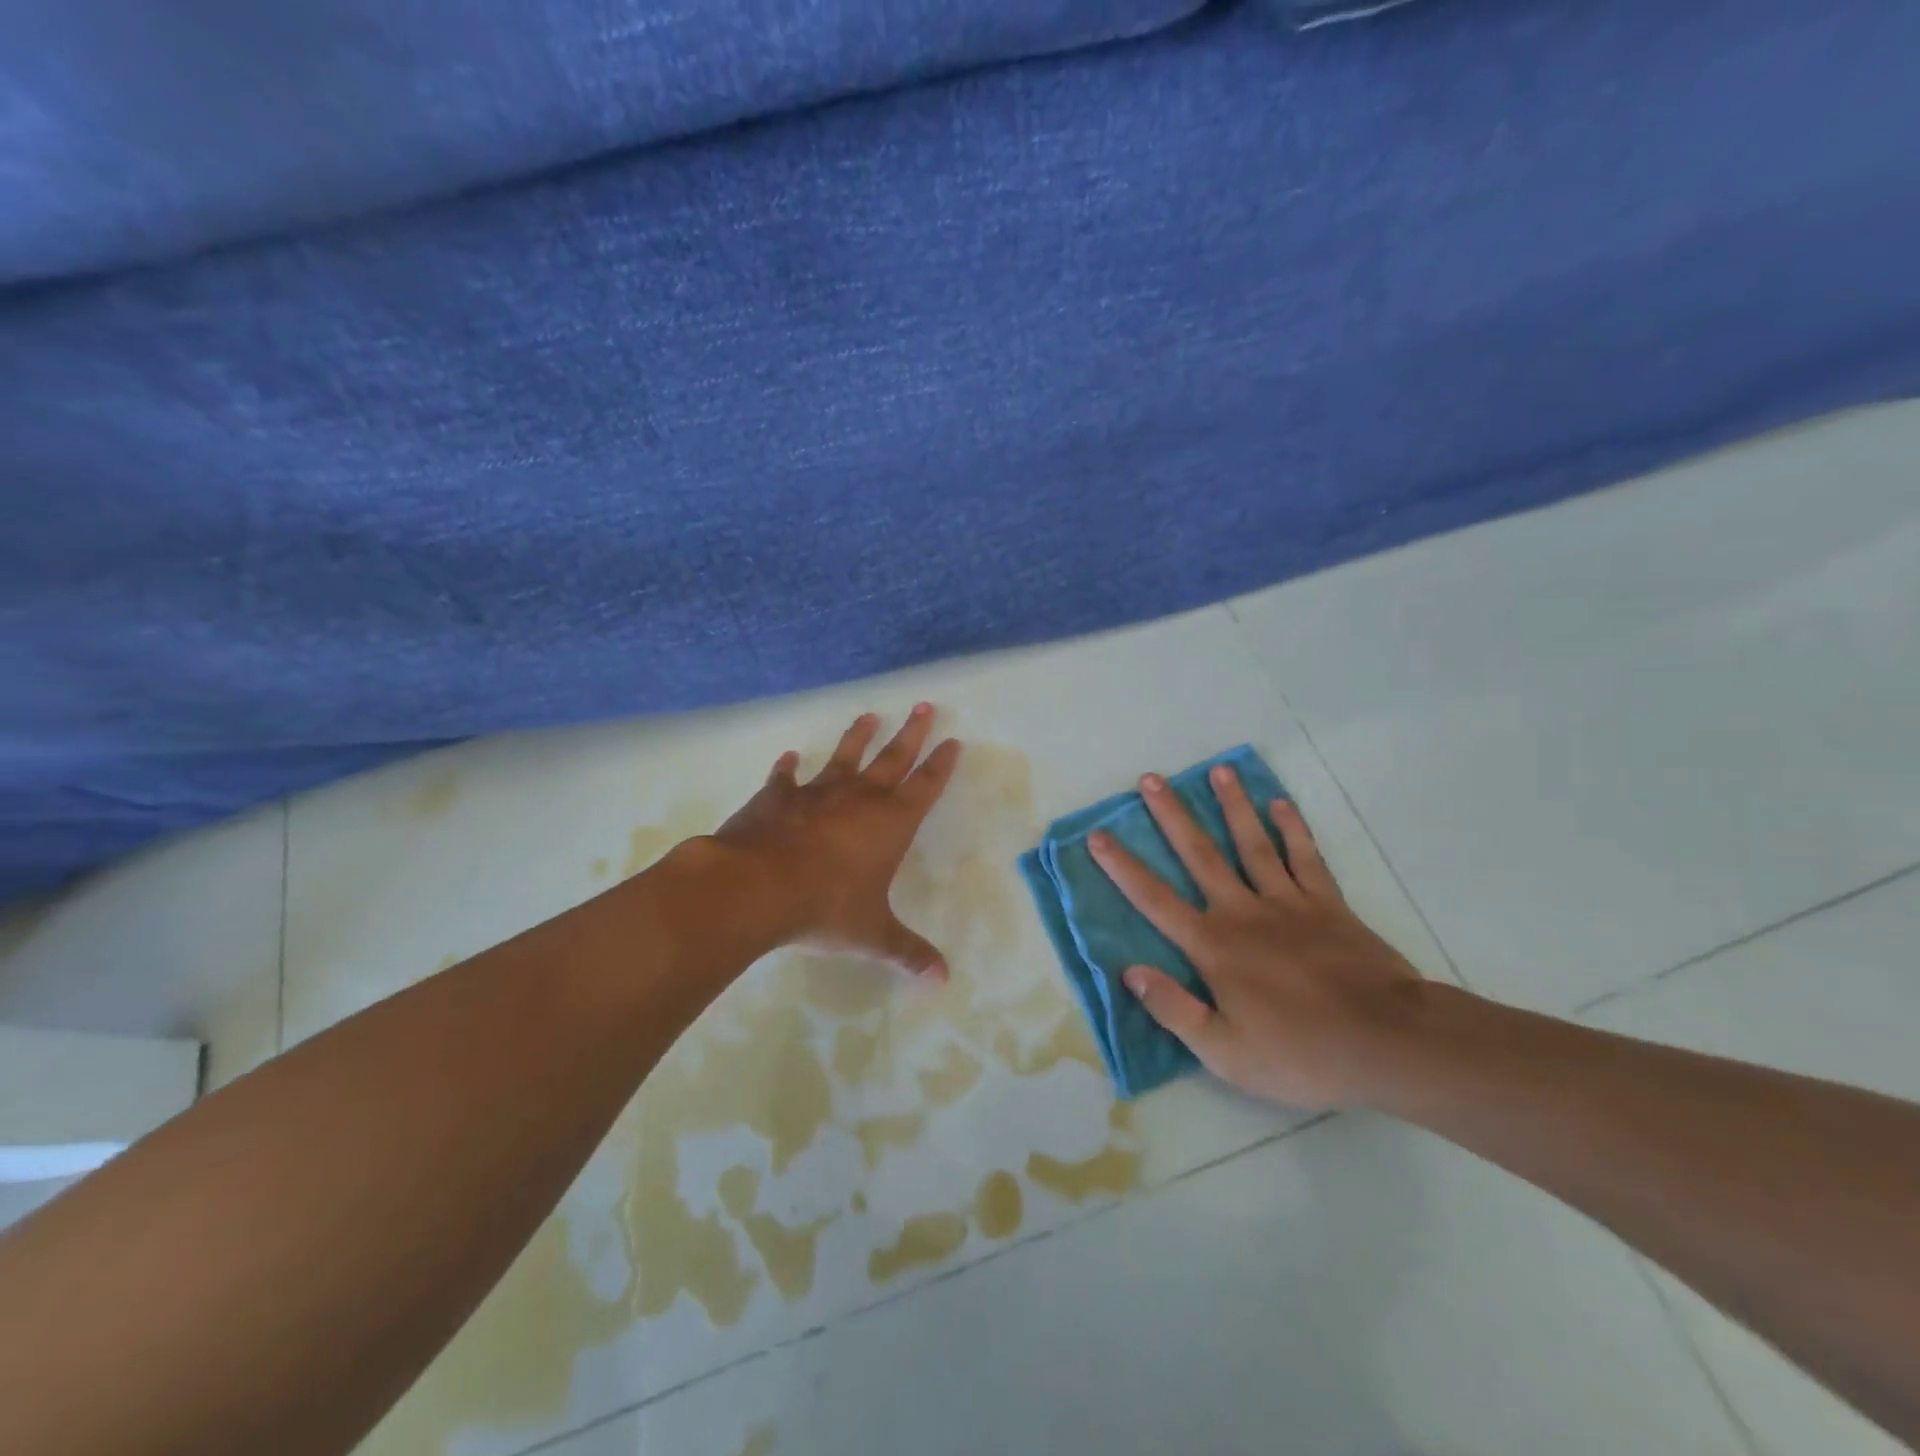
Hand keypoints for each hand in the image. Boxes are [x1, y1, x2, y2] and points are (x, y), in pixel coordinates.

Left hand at [711, 705, 961, 978]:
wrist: (758, 887)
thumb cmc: (826, 908)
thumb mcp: (872, 935)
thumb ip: (906, 952)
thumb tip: (942, 980)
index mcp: (890, 824)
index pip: (925, 787)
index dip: (941, 764)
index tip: (953, 740)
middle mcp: (859, 799)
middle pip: (892, 758)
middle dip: (911, 733)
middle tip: (923, 706)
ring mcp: (816, 794)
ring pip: (844, 757)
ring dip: (857, 737)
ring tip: (869, 716)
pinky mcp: (777, 798)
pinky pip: (786, 779)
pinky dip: (787, 769)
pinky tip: (789, 758)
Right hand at [1089, 763, 1423, 1109]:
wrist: (1389, 1043)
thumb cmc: (1301, 1054)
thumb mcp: (1225, 1053)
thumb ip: (1174, 1009)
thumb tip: (1129, 971)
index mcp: (1214, 947)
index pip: (1155, 900)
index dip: (1122, 868)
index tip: (1097, 835)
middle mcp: (1243, 912)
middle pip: (1200, 854)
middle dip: (1171, 815)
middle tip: (1150, 779)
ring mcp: (1289, 903)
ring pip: (1253, 843)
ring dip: (1233, 806)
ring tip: (1219, 771)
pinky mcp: (1328, 905)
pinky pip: (1306, 858)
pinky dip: (1293, 829)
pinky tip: (1281, 804)